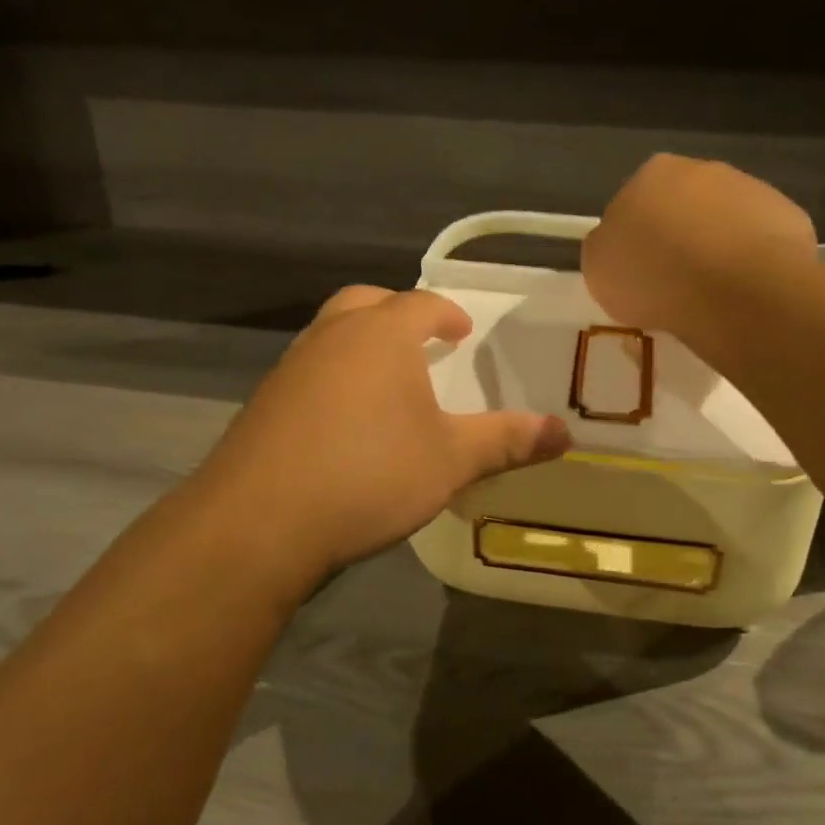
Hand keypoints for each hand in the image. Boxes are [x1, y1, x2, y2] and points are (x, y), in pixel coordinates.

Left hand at [189, 286, 569, 582]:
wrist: (258, 521)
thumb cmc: (369, 474)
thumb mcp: (451, 460)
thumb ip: (508, 441)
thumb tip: (566, 433)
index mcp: (381, 335)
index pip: (420, 304)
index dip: (446, 312)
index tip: (461, 330)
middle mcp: (332, 337)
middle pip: (366, 303)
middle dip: (396, 315)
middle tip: (420, 340)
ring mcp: (290, 368)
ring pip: (330, 334)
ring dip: (359, 345)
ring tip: (385, 382)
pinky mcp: (263, 404)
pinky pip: (307, 372)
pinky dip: (332, 379)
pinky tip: (342, 422)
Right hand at [583, 155, 816, 340]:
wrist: (733, 290)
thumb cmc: (653, 276)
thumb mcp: (599, 268)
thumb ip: (608, 247)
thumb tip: (619, 244)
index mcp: (652, 174)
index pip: (636, 201)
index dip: (637, 238)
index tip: (639, 271)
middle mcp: (703, 170)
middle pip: (684, 205)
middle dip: (681, 236)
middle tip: (675, 282)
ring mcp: (751, 189)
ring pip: (726, 220)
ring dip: (719, 247)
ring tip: (713, 293)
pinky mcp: (789, 216)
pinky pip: (761, 242)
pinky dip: (752, 262)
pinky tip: (745, 292)